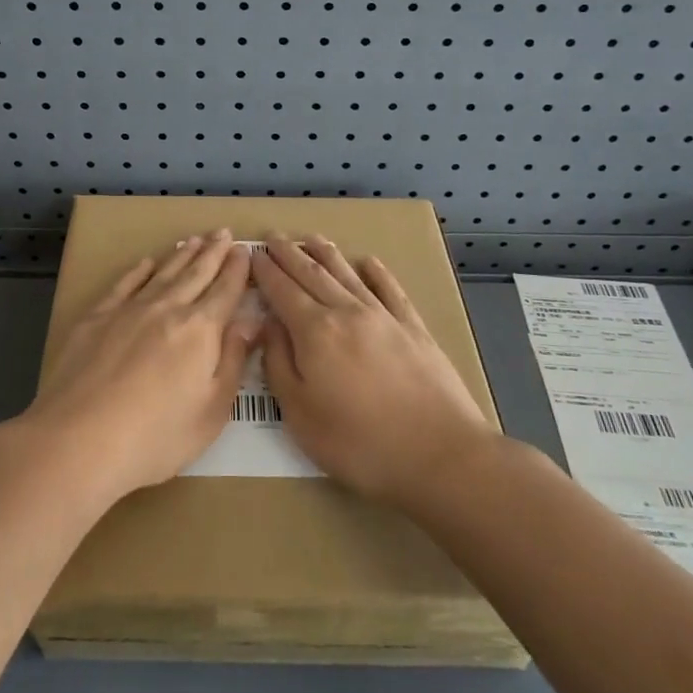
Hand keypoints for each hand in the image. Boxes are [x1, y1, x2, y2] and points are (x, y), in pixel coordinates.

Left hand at [16, 232, 254, 504]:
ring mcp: (128, 310)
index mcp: (200, 330)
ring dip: (181, 255)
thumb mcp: (212, 411)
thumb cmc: (156, 437)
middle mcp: (167, 309)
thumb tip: (250, 321)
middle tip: (223, 232)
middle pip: (195, 274)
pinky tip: (146, 263)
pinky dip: (138, 271)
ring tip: (194, 240)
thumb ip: (232, 360)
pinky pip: (124, 284)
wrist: (79, 440)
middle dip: (213, 252)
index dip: (237, 270)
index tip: (244, 250)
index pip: (225, 291)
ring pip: (162, 273)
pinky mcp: (96, 318)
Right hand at [255, 236, 491, 505]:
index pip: (282, 290)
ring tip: (310, 238)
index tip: (252, 254)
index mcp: (314, 331)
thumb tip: (269, 325)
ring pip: (348, 275)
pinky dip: (376, 273)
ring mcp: (384, 317)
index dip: (265, 271)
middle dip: (289, 254)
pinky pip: (390, 290)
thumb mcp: (300, 414)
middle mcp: (347, 312)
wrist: (440, 454)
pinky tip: (368, 262)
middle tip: (273, 237)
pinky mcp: (414, 329)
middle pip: (312, 274)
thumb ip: (279, 364)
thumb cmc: (359, 443)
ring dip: (325, 254)